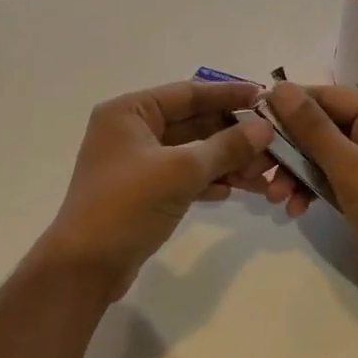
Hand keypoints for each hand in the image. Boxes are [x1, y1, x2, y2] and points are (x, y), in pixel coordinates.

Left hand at [36, 80, 275, 299]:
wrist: (86, 265)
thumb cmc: (127, 205)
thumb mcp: (180, 171)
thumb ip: (225, 147)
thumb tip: (264, 129)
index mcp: (129, 112)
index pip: (188, 93)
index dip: (228, 95)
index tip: (265, 98)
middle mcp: (130, 131)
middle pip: (192, 122)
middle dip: (232, 135)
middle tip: (272, 146)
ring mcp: (135, 163)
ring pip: (190, 152)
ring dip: (225, 161)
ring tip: (262, 175)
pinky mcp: (142, 192)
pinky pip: (182, 177)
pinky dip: (207, 181)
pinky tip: (235, 190)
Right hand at [263, 82, 357, 309]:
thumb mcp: (350, 169)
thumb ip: (312, 128)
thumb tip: (280, 87)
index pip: (330, 97)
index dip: (290, 104)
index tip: (252, 118)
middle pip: (325, 129)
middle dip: (289, 149)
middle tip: (257, 169)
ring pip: (326, 158)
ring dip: (297, 175)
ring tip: (275, 199)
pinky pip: (336, 181)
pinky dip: (314, 192)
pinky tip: (295, 210)